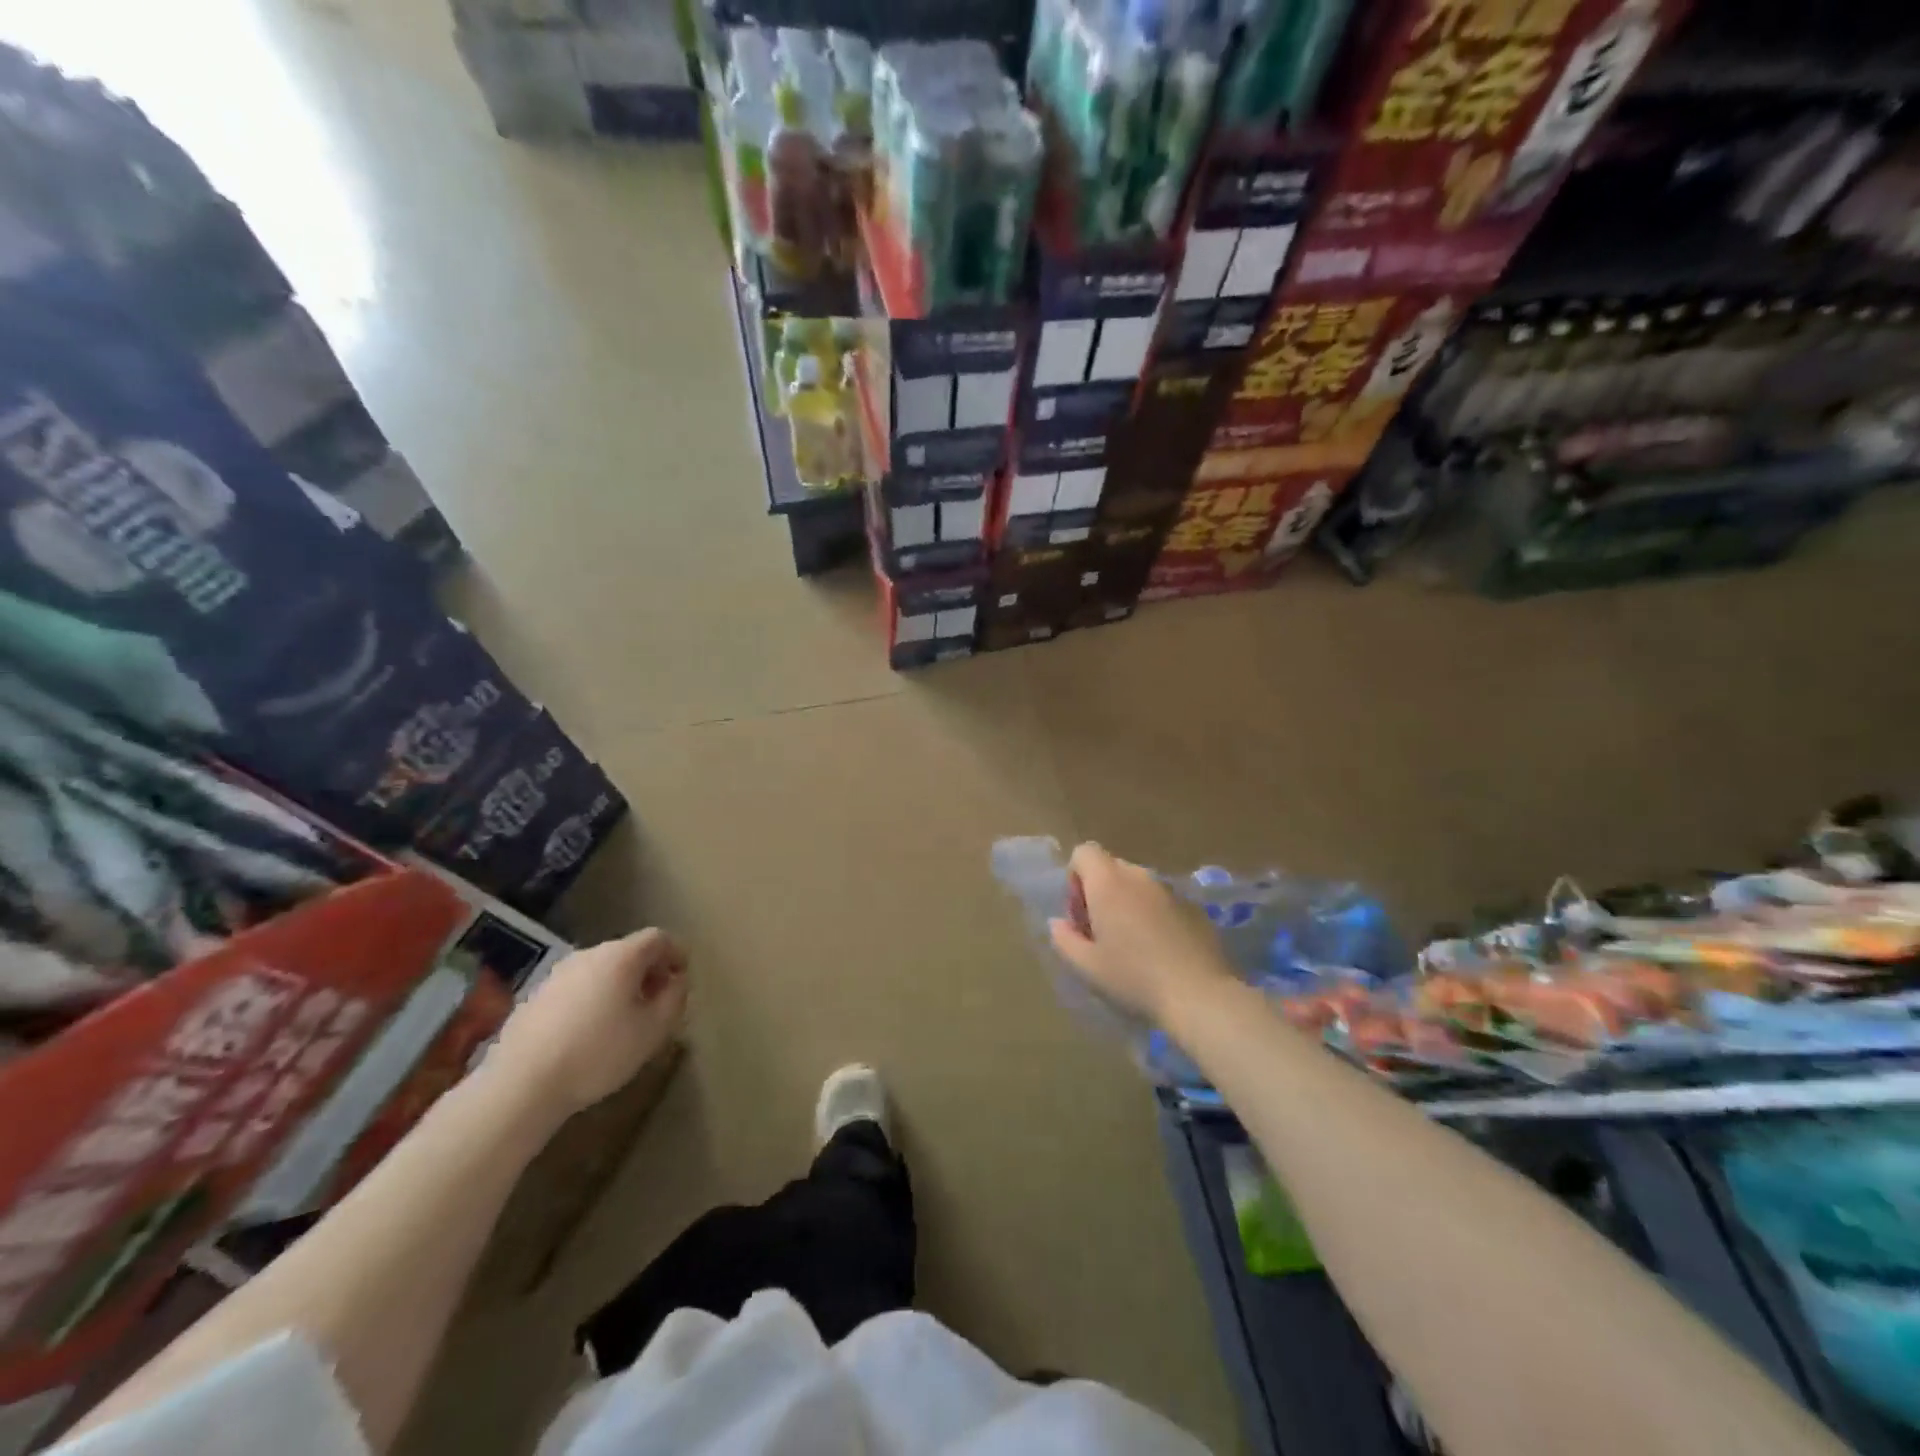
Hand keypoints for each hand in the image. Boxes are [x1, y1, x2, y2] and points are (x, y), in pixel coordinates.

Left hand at [485, 929, 687, 1122]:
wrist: (521, 1085)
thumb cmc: (598, 1053)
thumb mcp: (653, 1030)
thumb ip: (674, 999)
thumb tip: (677, 981)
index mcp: (621, 956)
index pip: (658, 938)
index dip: (676, 953)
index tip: (683, 977)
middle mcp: (588, 954)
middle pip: (628, 952)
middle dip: (648, 972)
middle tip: (657, 1001)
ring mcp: (557, 974)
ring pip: (600, 970)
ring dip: (619, 986)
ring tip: (624, 1020)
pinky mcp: (534, 997)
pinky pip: (576, 989)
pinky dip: (592, 1000)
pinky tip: (588, 1034)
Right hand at [1048, 843, 1234, 1026]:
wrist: (1199, 995)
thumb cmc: (1133, 978)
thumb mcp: (1086, 966)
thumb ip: (1064, 939)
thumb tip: (1059, 923)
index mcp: (1108, 883)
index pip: (1084, 852)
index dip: (1075, 878)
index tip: (1081, 915)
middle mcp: (1139, 876)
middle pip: (1111, 868)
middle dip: (1100, 893)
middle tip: (1102, 933)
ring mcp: (1170, 890)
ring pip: (1138, 885)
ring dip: (1128, 904)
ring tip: (1132, 945)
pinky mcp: (1194, 907)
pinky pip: (1163, 901)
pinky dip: (1154, 916)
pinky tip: (1161, 952)